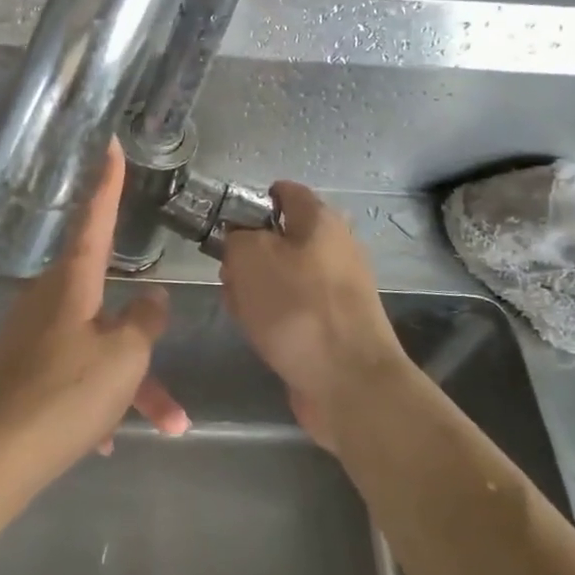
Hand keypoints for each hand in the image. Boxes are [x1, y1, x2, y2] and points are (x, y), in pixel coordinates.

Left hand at [0, 142, 188, 518]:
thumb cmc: (62, 395)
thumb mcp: (122, 357)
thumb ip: (145, 322)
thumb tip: (155, 297)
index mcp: (71, 282)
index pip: (95, 217)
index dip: (107, 180)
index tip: (108, 141)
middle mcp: (49, 300)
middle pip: (109, 304)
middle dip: (144, 342)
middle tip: (170, 381)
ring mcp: (32, 337)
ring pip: (97, 348)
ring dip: (131, 384)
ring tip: (168, 425)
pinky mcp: (21, 373)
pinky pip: (73, 375)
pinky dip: (98, 400)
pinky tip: (107, 440)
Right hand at [219, 182, 407, 452]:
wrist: (349, 383)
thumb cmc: (297, 307)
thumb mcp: (249, 256)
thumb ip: (236, 236)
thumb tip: (240, 239)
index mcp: (321, 220)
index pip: (284, 191)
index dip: (251, 202)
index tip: (225, 224)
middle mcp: (335, 248)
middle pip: (279, 237)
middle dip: (247, 253)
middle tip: (228, 272)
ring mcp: (338, 288)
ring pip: (282, 275)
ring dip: (254, 288)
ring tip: (239, 307)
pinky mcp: (334, 324)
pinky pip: (293, 307)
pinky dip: (272, 315)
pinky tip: (257, 332)